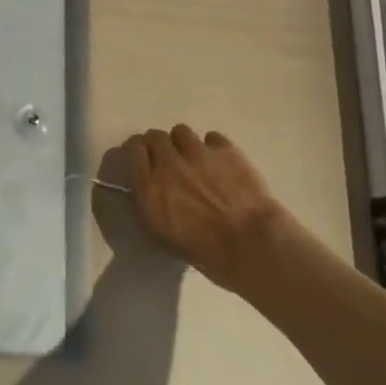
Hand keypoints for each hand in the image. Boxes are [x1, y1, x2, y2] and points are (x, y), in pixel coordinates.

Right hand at [123, 125, 289, 293]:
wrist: (252, 245)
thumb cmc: (208, 253)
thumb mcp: (165, 236)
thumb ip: (152, 204)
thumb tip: (150, 188)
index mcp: (150, 188)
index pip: (133, 151)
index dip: (137, 152)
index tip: (141, 158)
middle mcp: (168, 163)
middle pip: (155, 137)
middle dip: (158, 145)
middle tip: (167, 158)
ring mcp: (197, 152)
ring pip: (180, 131)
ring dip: (183, 143)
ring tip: (193, 157)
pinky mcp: (224, 148)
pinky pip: (211, 137)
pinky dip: (212, 147)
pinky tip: (220, 162)